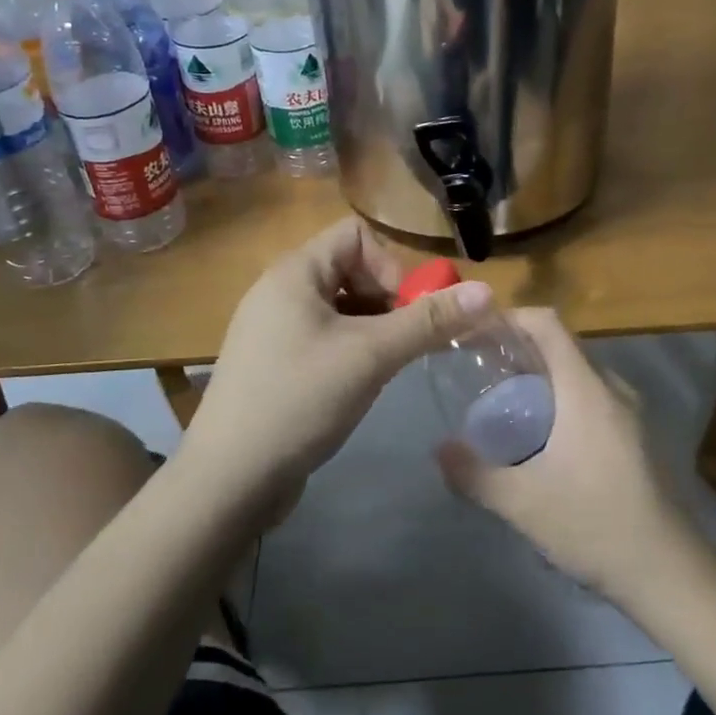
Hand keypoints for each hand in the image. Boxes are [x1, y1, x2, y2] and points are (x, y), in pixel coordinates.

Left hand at [187, 218, 492, 515]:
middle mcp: (279, 291)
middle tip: (403, 344)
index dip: (390, 266)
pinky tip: (360, 385)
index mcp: (294, 273)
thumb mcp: (371, 356)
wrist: (228, 479)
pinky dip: (351, 350)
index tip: (406, 312)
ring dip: (373, 328)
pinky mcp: (274, 363)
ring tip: (385, 367)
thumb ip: (429, 321)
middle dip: (386, 301)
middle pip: (349, 270)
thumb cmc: (299, 400)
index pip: (355, 235)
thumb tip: (487, 291)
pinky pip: (324, 338)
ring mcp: (273, 329)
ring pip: (340, 308)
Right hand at [436, 309, 698, 604]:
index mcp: (586, 389)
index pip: (548, 324)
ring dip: (541, 378)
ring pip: (578, 375)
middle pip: (561, 347)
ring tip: (504, 403)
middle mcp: (612, 389)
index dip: (511, 317)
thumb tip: (439, 450)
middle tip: (480, 371)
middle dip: (519, 350)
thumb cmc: (595, 525)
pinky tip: (542, 437)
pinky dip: (562, 400)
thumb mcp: (523, 503)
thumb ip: (474, 474)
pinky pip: (592, 398)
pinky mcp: (637, 437)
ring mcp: (630, 413)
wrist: (670, 574)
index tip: (476, 330)